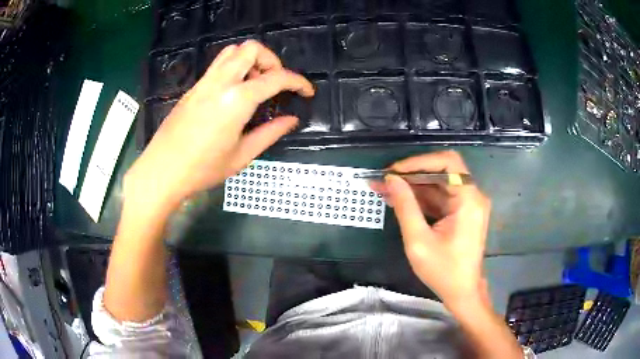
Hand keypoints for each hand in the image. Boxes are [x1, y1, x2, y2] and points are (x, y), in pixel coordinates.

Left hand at [125, 40, 313, 212]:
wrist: (162, 171)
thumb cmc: (202, 169)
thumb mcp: (242, 156)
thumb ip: (270, 133)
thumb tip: (291, 120)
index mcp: (236, 100)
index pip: (275, 78)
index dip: (298, 82)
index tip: (306, 91)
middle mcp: (220, 82)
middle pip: (251, 49)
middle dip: (271, 60)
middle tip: (274, 83)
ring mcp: (204, 82)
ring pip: (232, 52)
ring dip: (250, 60)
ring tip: (255, 85)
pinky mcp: (193, 88)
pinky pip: (218, 65)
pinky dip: (234, 68)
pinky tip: (234, 93)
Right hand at [370, 151, 490, 310]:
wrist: (462, 292)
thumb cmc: (443, 271)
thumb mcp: (419, 240)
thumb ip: (405, 206)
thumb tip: (391, 179)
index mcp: (469, 199)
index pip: (448, 163)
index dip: (419, 162)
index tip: (394, 171)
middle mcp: (472, 196)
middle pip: (441, 172)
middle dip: (411, 174)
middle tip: (384, 180)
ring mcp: (467, 204)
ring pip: (438, 184)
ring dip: (412, 186)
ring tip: (384, 189)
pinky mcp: (461, 212)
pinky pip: (439, 198)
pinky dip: (420, 198)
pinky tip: (398, 200)